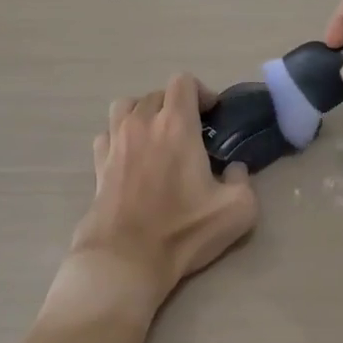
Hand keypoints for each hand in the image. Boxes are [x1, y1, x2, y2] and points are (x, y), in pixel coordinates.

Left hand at [65, 75, 257, 315]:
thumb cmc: (182, 231)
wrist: (125, 260)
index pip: (183, 81)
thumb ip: (244, 181)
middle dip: (175, 105)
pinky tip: (130, 157)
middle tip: (189, 133)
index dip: (200, 91)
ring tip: (156, 136)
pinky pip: (107, 135)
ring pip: (126, 107)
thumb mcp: (237, 210)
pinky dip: (119, 137)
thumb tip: (235, 170)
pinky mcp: (98, 164)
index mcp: (176, 125)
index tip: (211, 114)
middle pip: (157, 94)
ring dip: (143, 114)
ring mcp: (116, 142)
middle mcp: (143, 123)